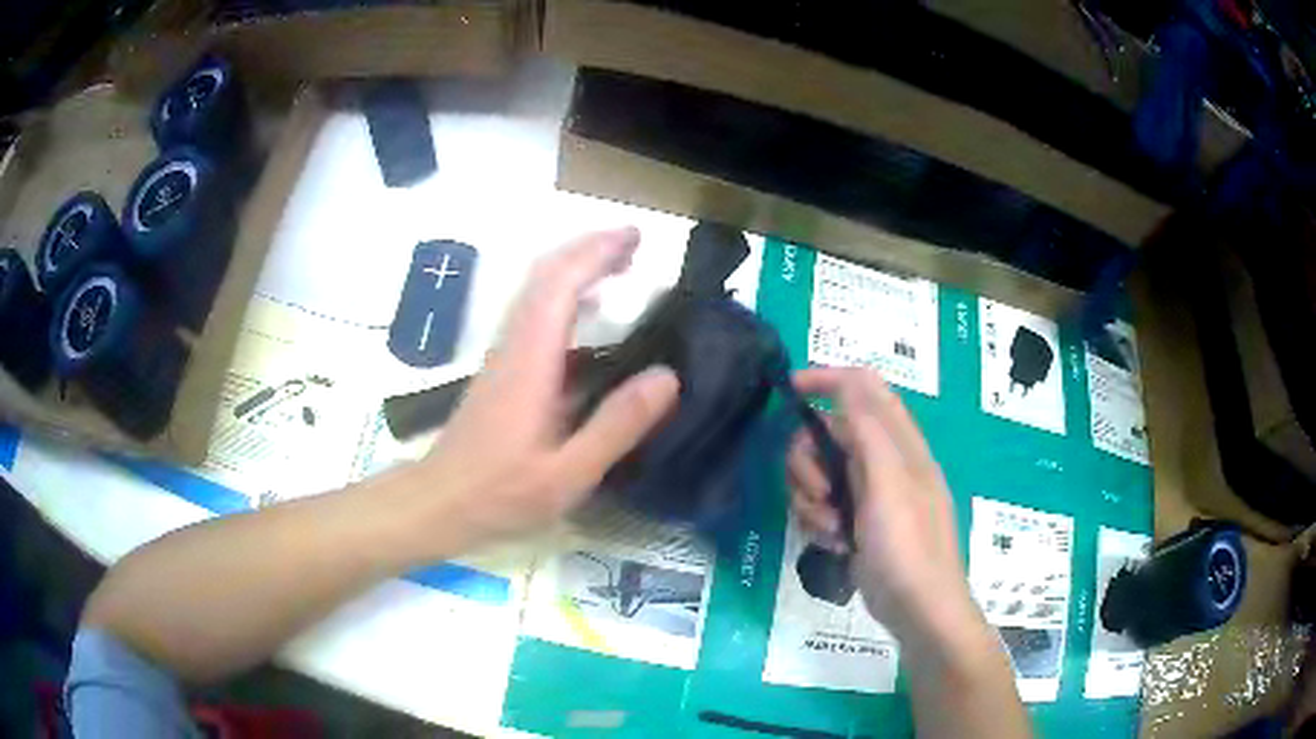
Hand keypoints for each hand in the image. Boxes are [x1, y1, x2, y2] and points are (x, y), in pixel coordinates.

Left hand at [408, 228, 679, 551]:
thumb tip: (667, 377)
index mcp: (531, 362)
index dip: (597, 253)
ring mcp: (504, 356)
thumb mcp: (568, 474)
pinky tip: (589, 316)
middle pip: (545, 275)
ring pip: (536, 291)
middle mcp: (514, 345)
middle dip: (589, 249)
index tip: (635, 238)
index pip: (561, 284)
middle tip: (635, 244)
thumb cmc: (500, 494)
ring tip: (620, 267)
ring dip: (576, 268)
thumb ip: (616, 426)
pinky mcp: (502, 370)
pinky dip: (565, 296)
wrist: (438, 502)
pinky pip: (534, 313)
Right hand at [787, 367, 985, 650]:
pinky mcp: (854, 521)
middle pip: (828, 433)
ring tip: (829, 529)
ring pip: (818, 472)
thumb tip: (846, 380)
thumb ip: (867, 428)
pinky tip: (833, 544)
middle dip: (809, 462)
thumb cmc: (907, 543)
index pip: (862, 387)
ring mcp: (868, 493)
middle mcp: (882, 460)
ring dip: (811, 499)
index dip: (827, 379)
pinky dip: (818, 520)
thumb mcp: (889, 481)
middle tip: (818, 494)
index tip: (789, 392)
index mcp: (898, 441)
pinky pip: (821, 504)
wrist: (917, 608)